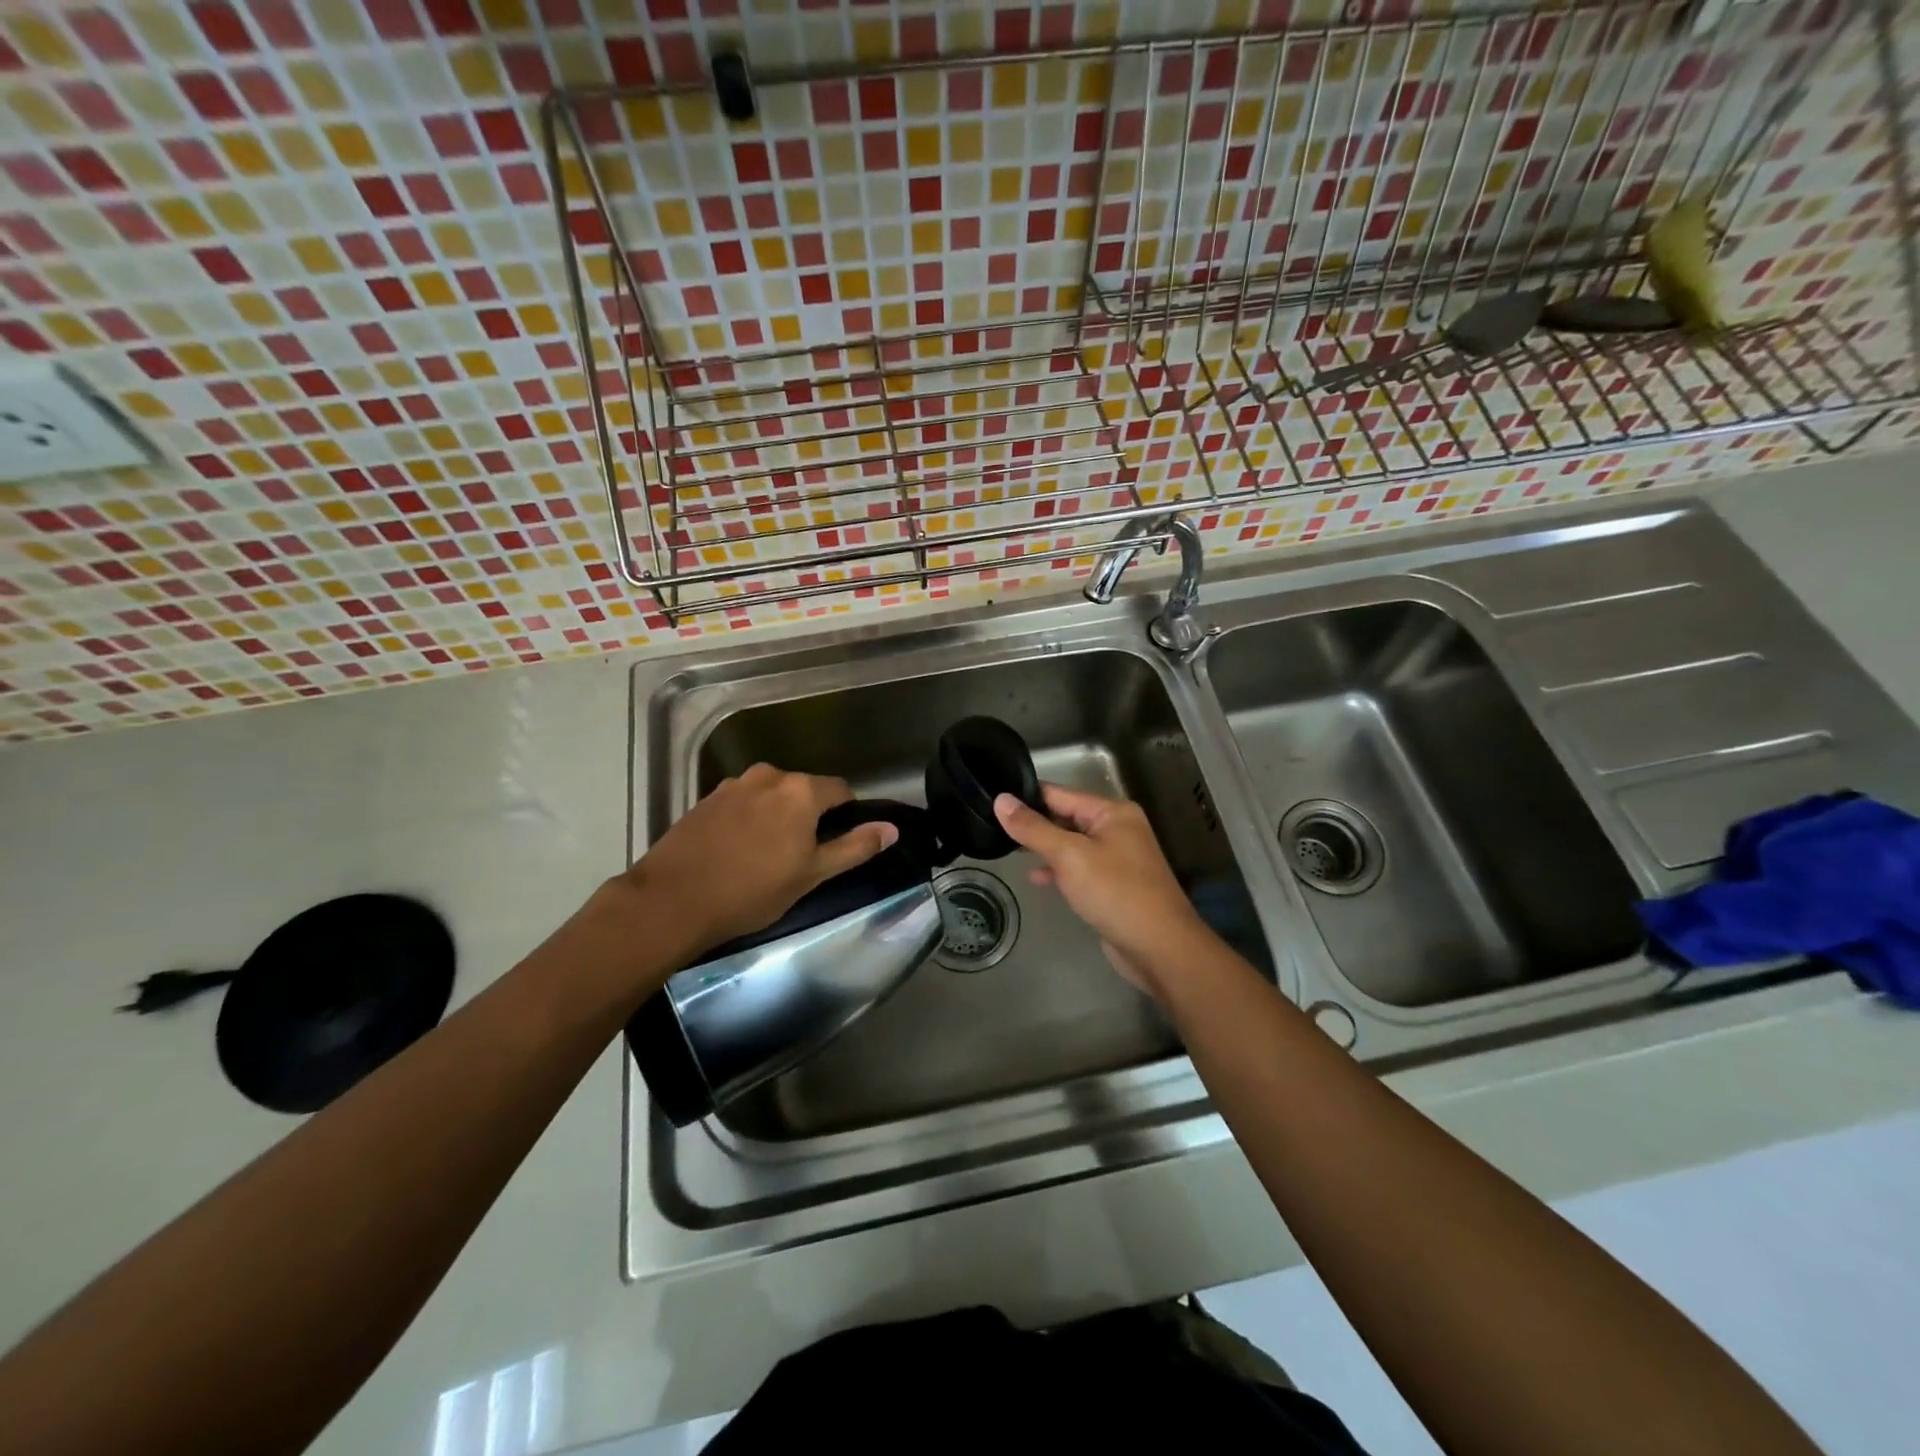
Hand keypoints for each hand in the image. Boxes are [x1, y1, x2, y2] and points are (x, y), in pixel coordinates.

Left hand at [619, 764, 897, 957]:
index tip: (837, 844)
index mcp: (800, 791)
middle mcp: (769, 776)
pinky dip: (749, 820)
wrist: (672, 901)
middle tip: (801, 856)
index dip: (845, 815)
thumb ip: (855, 847)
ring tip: (766, 855)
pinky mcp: (707, 799)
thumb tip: (891, 829)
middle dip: (808, 816)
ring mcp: (733, 785)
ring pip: (771, 796)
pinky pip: (743, 803)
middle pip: (803, 791)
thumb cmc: (752, 890)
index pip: (840, 790)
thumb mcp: (812, 874)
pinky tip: (737, 851)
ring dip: (777, 817)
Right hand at [993, 783, 1209, 996]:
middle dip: (1033, 823)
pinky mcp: (1113, 884)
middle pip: (1065, 816)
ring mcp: (1117, 857)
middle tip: (992, 827)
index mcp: (1112, 812)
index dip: (1026, 796)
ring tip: (1006, 850)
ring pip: (1070, 844)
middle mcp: (1117, 828)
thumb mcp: (1069, 856)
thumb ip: (1033, 828)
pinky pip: (1079, 868)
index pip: (1059, 793)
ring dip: (1044, 848)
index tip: (991, 800)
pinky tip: (1036, 879)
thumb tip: (1001, 800)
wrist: (1160, 948)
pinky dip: (1058, 870)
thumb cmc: (1115, 893)